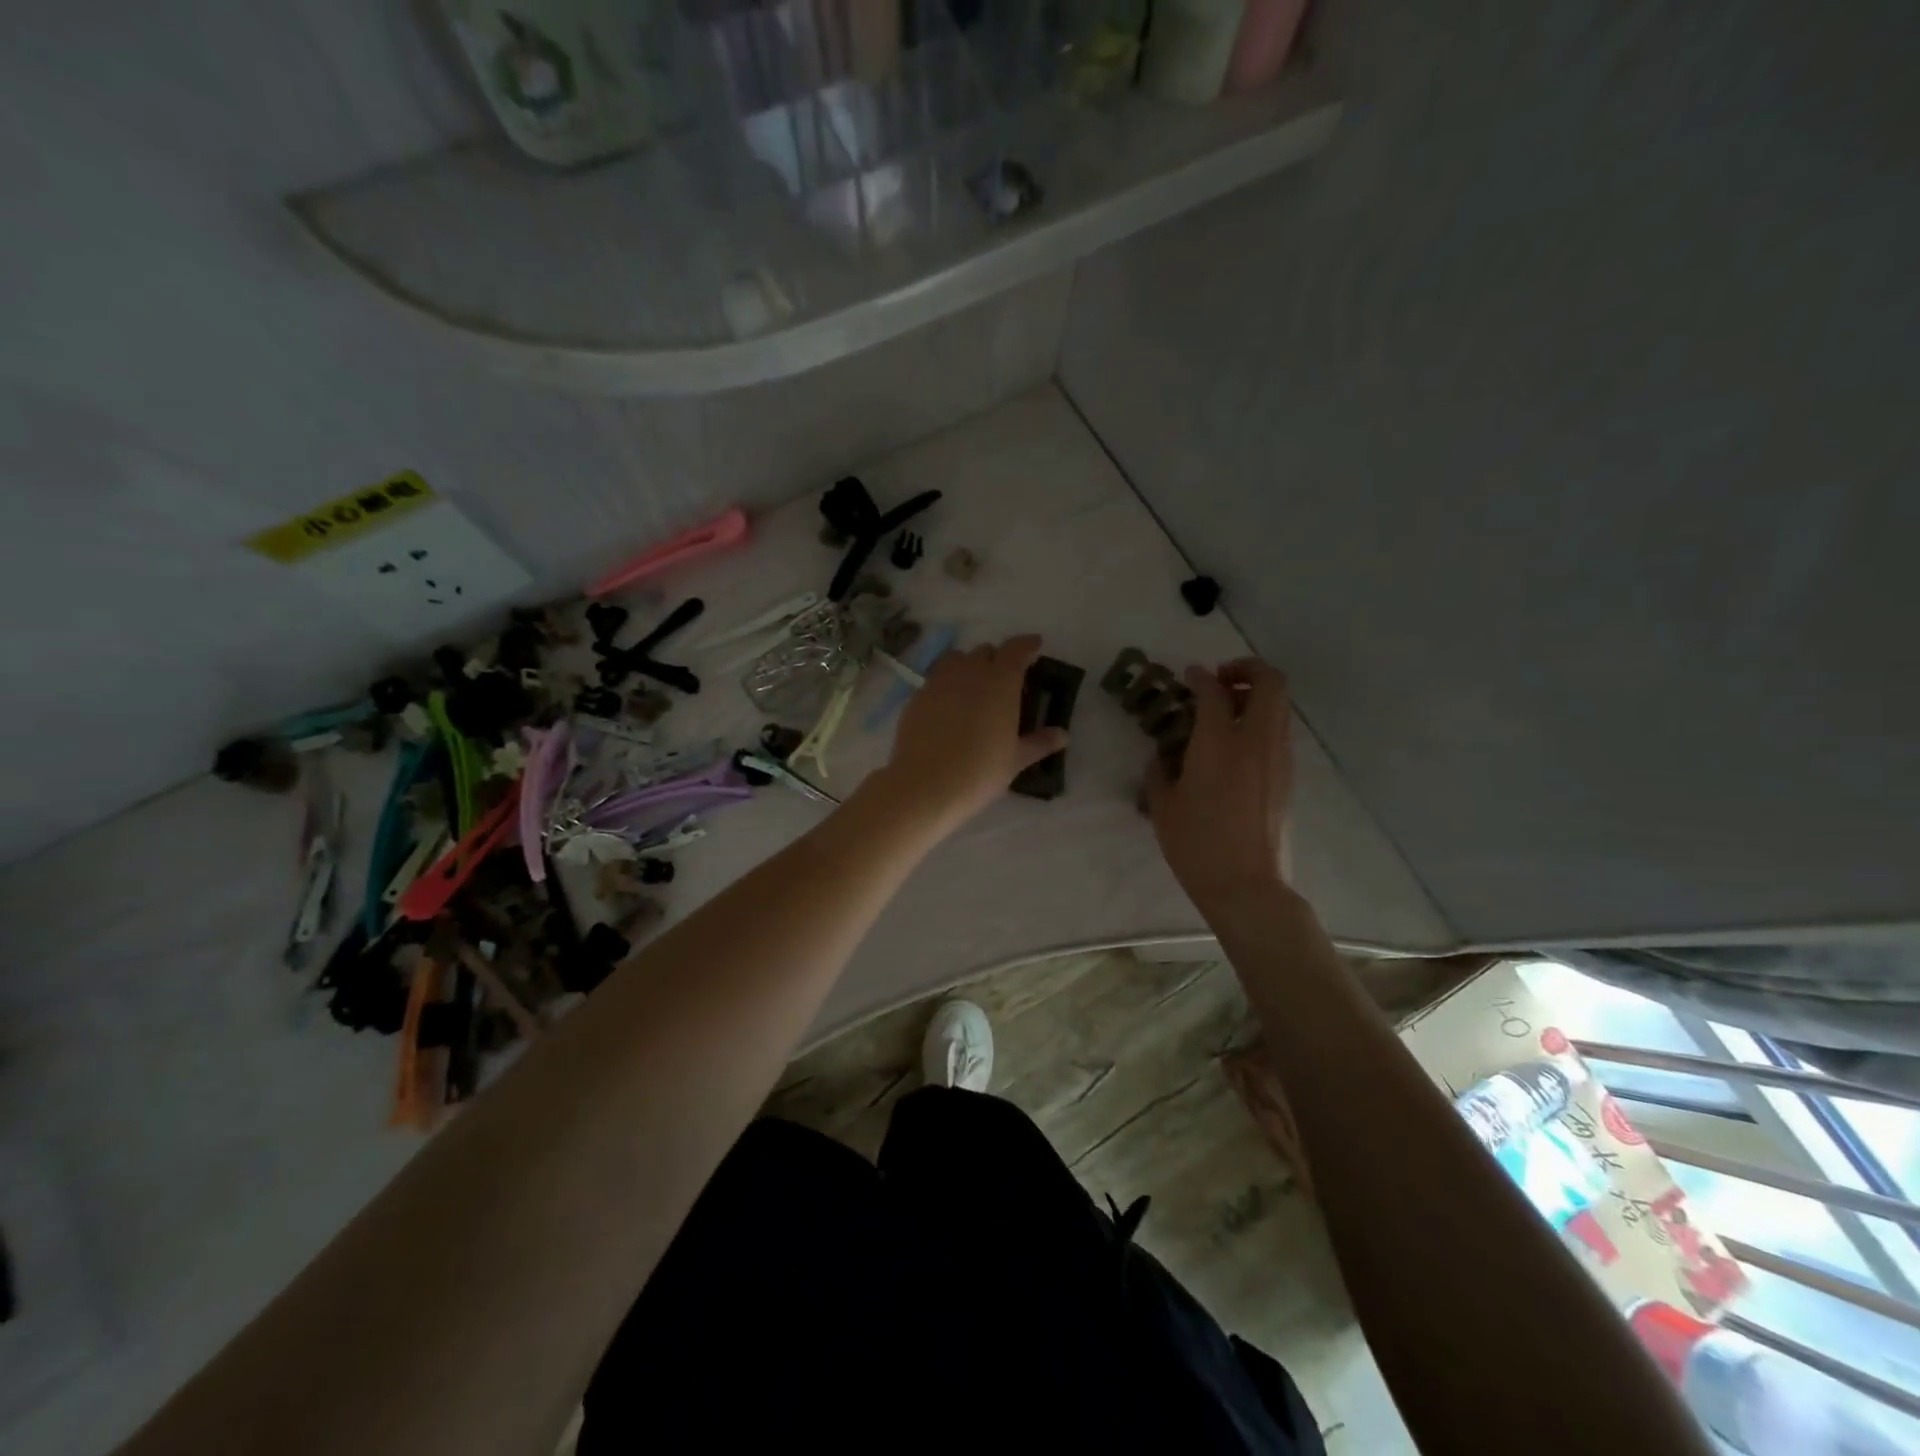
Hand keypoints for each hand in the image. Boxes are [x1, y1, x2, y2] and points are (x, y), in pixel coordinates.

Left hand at [873, 635, 1066, 835]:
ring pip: (957, 659)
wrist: (924, 785)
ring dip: (969, 665)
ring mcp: (939, 681)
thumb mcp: (1016, 760)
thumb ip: (1039, 743)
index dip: (1027, 645)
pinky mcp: (917, 696)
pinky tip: (949, 706)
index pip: (1016, 649)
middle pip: (986, 651)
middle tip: (1005, 679)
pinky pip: (936, 678)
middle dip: (998, 659)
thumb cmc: (979, 771)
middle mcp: (970, 672)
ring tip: (975, 686)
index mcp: (1001, 681)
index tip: (1035, 646)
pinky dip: (947, 683)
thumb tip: (1062, 734)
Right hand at [1148, 658, 1293, 907]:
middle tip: (1220, 682)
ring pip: (1280, 705)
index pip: (1214, 691)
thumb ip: (1159, 771)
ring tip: (1228, 712)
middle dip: (1246, 670)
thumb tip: (1163, 756)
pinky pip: (1280, 731)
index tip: (1189, 676)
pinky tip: (1238, 746)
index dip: (1199, 677)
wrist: (1248, 886)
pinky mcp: (1289, 777)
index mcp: (1218, 744)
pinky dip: (1263, 722)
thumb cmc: (1197, 845)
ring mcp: (1279, 758)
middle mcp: (1256, 741)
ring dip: (1256, 696)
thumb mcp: (1162, 807)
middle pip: (1269, 682)